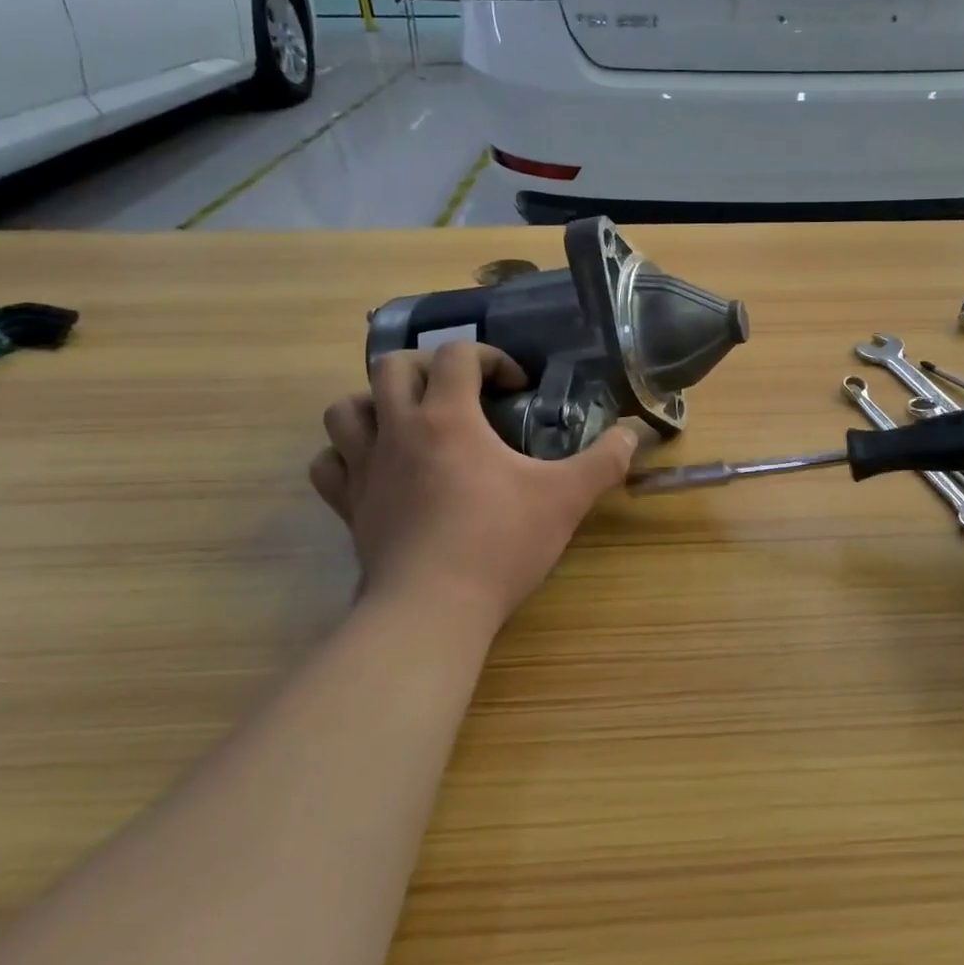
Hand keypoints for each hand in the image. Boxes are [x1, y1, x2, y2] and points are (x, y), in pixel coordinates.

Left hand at [309, 345, 637, 631]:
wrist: (433, 609)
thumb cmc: (500, 543)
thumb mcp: (566, 498)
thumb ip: (604, 461)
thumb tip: (633, 435)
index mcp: (448, 417)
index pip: (457, 355)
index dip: (490, 357)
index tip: (516, 386)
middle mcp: (399, 431)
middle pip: (391, 367)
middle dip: (427, 366)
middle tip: (459, 392)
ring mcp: (366, 469)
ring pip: (346, 409)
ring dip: (375, 403)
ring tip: (409, 421)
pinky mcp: (349, 506)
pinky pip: (330, 464)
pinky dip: (347, 455)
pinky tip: (376, 467)